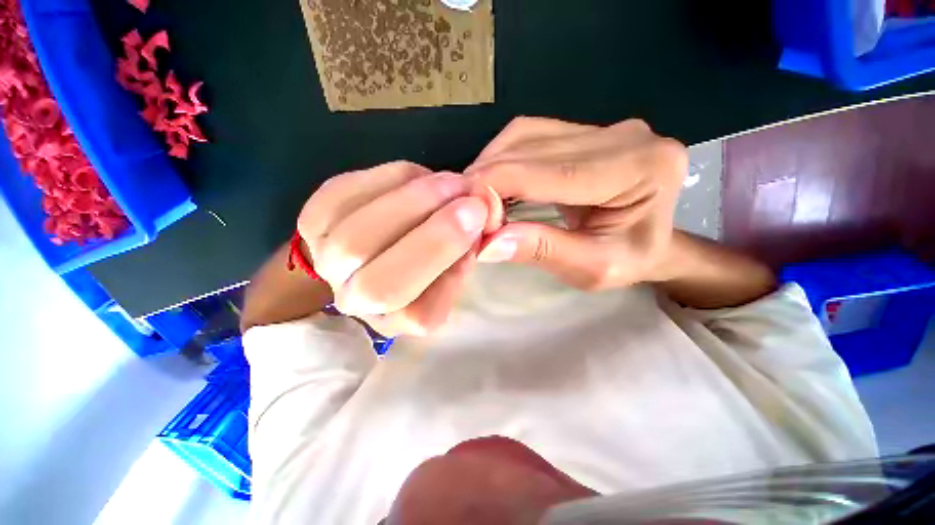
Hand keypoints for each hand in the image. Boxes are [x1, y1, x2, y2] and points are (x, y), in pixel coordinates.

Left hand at [297, 161, 502, 336]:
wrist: (381, 235)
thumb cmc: (428, 253)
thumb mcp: (460, 260)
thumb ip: (478, 247)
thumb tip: (496, 222)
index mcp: (398, 319)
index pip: (421, 315)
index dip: (453, 271)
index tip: (482, 230)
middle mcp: (357, 300)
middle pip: (379, 285)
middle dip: (435, 238)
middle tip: (472, 201)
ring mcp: (327, 261)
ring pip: (358, 238)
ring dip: (415, 201)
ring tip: (451, 182)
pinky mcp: (313, 219)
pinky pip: (344, 195)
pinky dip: (389, 179)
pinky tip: (415, 177)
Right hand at [466, 117, 687, 289]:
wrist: (654, 243)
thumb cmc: (632, 262)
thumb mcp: (592, 269)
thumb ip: (543, 251)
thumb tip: (488, 243)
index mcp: (641, 169)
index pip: (555, 169)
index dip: (502, 183)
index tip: (465, 208)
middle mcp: (625, 136)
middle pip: (536, 144)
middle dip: (489, 175)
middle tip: (461, 206)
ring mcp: (604, 128)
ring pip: (528, 134)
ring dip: (492, 163)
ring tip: (473, 196)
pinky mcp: (585, 132)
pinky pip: (531, 135)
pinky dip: (503, 157)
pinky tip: (492, 181)